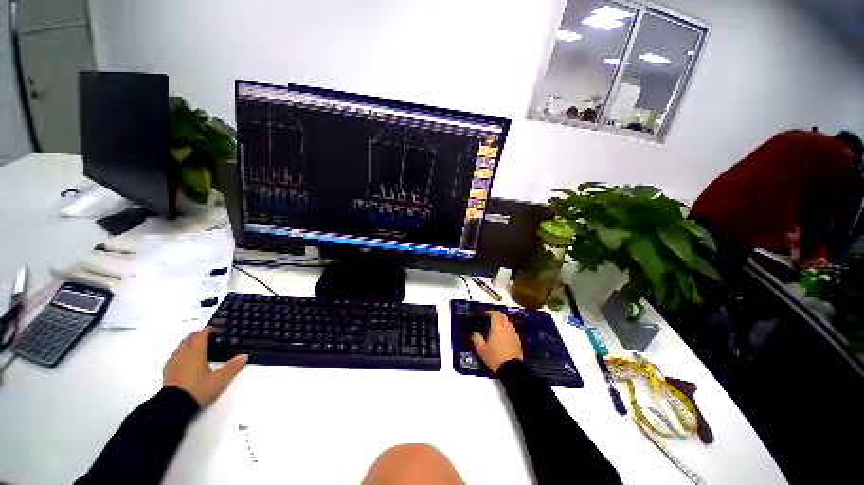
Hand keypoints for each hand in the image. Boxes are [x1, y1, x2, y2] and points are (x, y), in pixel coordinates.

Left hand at [163, 327, 247, 407]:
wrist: (173, 407)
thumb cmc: (198, 389)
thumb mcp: (220, 380)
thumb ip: (232, 367)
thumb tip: (244, 356)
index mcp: (196, 352)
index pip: (201, 335)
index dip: (208, 330)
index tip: (215, 328)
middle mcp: (183, 353)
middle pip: (189, 338)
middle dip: (197, 335)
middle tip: (207, 335)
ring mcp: (173, 362)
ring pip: (181, 346)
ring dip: (189, 343)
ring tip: (197, 346)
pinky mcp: (167, 371)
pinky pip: (175, 355)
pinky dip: (182, 352)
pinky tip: (186, 360)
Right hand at [471, 310, 522, 372]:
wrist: (512, 370)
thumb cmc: (495, 358)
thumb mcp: (482, 350)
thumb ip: (477, 339)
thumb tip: (475, 333)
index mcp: (497, 327)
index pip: (495, 314)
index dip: (490, 312)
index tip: (484, 314)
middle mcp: (506, 328)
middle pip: (503, 316)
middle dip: (497, 315)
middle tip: (490, 318)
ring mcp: (514, 334)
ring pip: (508, 322)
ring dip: (503, 321)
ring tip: (497, 326)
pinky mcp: (518, 341)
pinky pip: (512, 330)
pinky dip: (507, 329)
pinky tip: (504, 336)